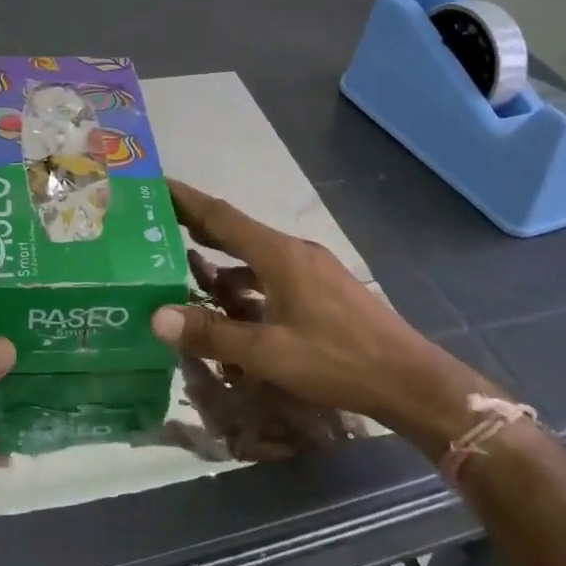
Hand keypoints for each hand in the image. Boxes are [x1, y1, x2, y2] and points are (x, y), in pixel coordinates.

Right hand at [153, 180, 503, 453]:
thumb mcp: (268, 353)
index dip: (185, 199)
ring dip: (219, 259)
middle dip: (195, 225)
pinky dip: (243, 281)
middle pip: (235, 230)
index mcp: (278, 254)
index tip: (154, 184)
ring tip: (183, 266)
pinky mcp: (322, 288)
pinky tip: (231, 305)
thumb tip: (156, 317)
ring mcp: (311, 268)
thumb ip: (212, 334)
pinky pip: (270, 273)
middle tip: (154, 222)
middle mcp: (293, 251)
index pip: (220, 215)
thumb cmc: (338, 361)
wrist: (411, 381)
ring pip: (253, 255)